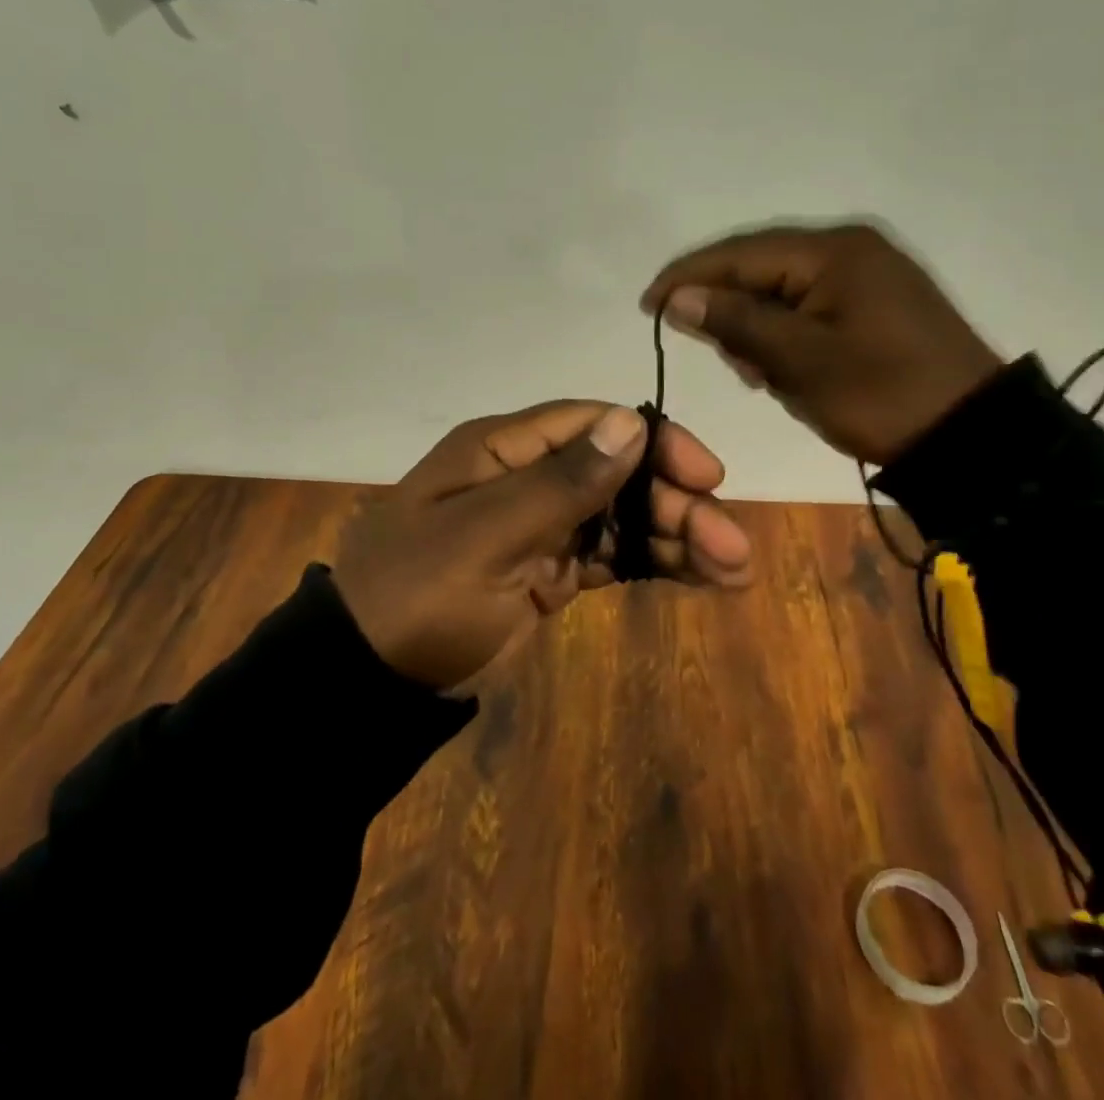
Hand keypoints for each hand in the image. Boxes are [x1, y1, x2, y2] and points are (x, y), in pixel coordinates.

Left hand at [334, 401, 751, 689]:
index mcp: (502, 450)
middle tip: (732, 546)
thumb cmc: (419, 597)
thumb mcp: (485, 538)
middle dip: (677, 503)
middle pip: (617, 473)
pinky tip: (701, 579)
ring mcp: (539, 525)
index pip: (591, 424)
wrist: (369, 681)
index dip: (653, 441)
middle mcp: (526, 477)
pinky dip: (652, 564)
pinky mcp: (548, 571)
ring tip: (734, 570)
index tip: (706, 474)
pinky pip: (609, 556)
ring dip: (677, 536)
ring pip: (622, 516)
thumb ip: (560, 484)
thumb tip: (631, 421)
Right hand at [641, 222, 1002, 465]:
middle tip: (723, 359)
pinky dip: (786, 335)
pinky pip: (809, 307)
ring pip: (782, 290)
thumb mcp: (799, 361)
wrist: (972, 436)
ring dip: (758, 328)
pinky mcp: (874, 302)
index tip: (646, 306)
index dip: (687, 277)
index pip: (740, 254)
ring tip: (759, 374)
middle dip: (729, 311)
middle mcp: (849, 249)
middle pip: (760, 268)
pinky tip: (785, 368)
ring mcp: (866, 274)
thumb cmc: (881, 396)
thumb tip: (678, 297)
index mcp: (833, 251)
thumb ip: (735, 322)